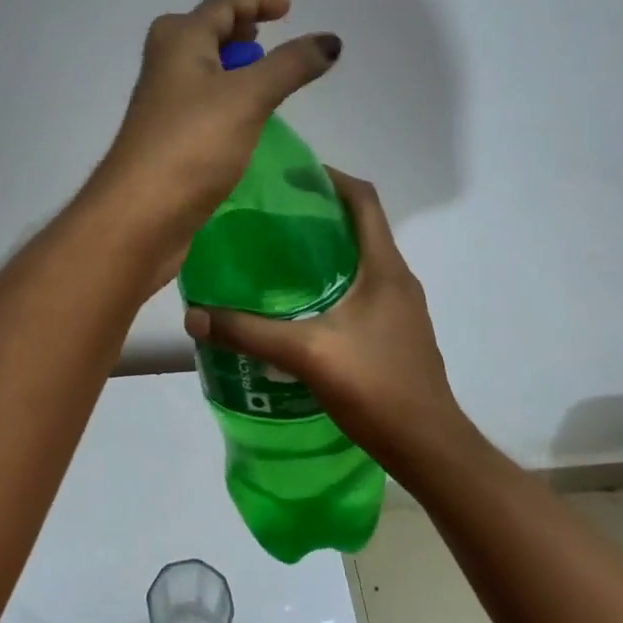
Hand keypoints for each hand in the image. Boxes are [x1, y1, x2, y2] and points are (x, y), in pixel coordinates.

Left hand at [88, 0, 339, 285]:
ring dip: (229, 66)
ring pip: (200, 71)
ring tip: (262, 76)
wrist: (140, 213)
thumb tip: (330, 40)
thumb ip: (290, 65)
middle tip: (266, 37)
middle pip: (201, 34)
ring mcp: (162, 104)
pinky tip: (244, 119)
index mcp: (178, 42)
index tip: (288, 7)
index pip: (220, 7)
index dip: (255, 2)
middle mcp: (165, 66)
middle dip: (235, 31)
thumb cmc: (192, 143)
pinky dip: (224, 98)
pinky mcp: (167, 139)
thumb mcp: (248, 96)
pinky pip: (201, 104)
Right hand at [181, 169, 465, 466]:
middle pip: (360, 226)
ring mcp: (400, 307)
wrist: (429, 447)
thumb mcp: (305, 354)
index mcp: (384, 268)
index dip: (330, 177)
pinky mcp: (395, 332)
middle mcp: (396, 278)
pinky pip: (361, 289)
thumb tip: (193, 316)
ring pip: (359, 260)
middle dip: (317, 213)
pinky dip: (331, 282)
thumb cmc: (376, 387)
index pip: (363, 199)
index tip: (289, 175)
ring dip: (324, 249)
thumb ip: (248, 332)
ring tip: (276, 257)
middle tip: (269, 216)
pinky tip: (298, 306)